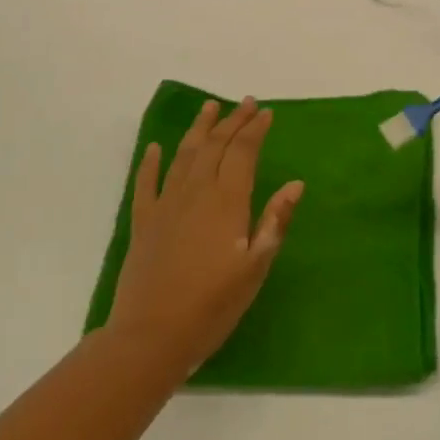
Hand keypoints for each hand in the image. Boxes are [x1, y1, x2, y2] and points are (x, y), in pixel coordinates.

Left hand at [106, 97, 303, 376]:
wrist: (150, 337)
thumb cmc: (213, 305)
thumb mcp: (255, 267)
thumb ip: (274, 221)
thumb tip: (296, 184)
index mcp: (227, 201)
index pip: (243, 152)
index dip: (255, 130)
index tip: (266, 113)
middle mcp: (196, 192)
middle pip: (215, 145)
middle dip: (232, 121)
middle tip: (246, 103)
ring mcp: (166, 205)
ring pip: (184, 155)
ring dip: (198, 129)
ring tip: (209, 107)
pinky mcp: (144, 222)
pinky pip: (147, 183)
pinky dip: (151, 162)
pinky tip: (155, 148)